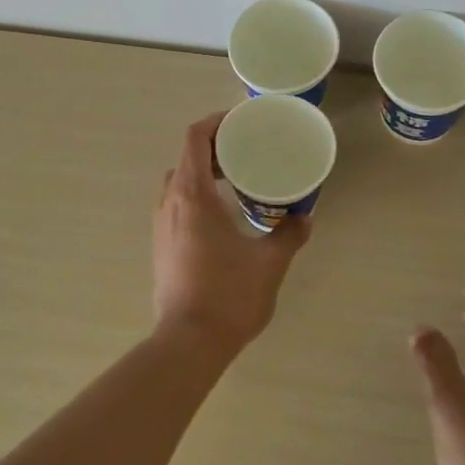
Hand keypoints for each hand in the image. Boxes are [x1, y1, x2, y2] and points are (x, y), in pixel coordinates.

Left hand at [153, 113, 311, 357]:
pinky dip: (197, 197)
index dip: (216, 122)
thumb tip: (304, 218)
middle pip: (187, 157)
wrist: (188, 342)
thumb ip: (289, 234)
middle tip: (247, 152)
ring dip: (205, 174)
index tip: (241, 122)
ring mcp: (161, 225)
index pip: (195, 138)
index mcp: (193, 194)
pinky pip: (177, 206)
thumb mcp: (269, 262)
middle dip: (215, 148)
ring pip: (179, 183)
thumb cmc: (229, 294)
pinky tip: (223, 218)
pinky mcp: (161, 246)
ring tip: (238, 182)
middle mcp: (170, 202)